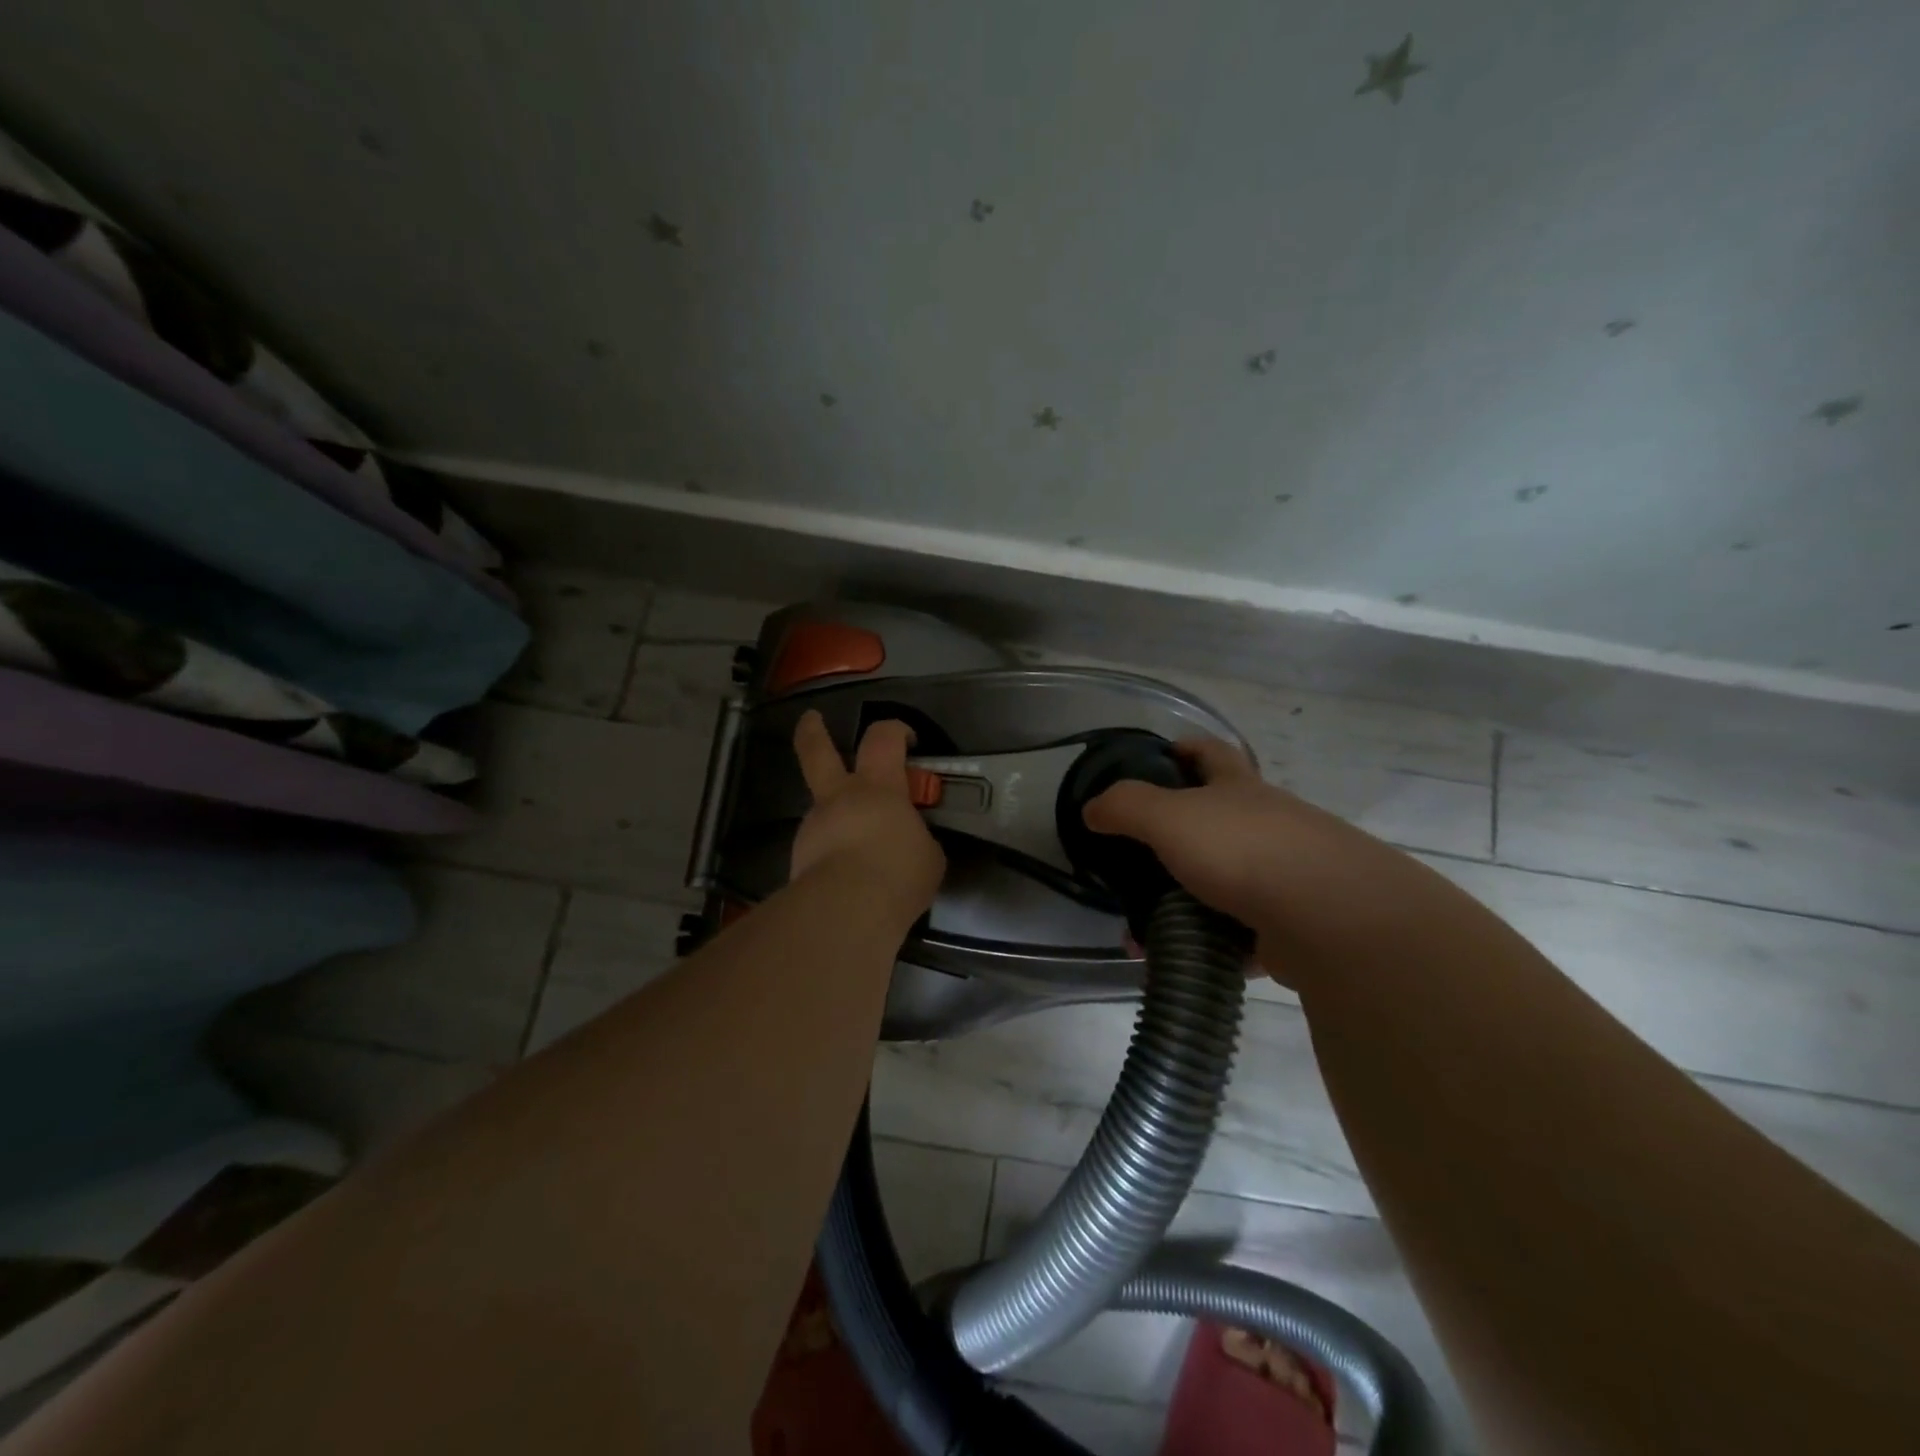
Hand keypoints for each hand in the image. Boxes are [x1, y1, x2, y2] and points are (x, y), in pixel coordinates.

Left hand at [791, 711, 944, 910]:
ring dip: (837, 819)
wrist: (848, 911)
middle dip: (813, 732)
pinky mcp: (798, 859)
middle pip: (817, 751)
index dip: (895, 729)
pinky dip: (833, 855)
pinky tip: (849, 880)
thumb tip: (909, 842)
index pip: (883, 738)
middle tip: (811, 720)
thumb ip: (917, 839)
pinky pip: (820, 848)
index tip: (906, 738)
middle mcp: (839, 797)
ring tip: (861, 852)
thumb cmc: (898, 872)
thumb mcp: (928, 855)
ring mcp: (814, 827)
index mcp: (878, 787)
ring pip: (822, 809)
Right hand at [1082, 737, 1407, 948]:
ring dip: (1189, 896)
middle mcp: (1268, 823)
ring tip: (1148, 920)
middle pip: (1221, 817)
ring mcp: (1287, 874)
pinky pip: (1241, 930)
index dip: (1185, 748)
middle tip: (1139, 855)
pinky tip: (1184, 954)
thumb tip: (1092, 808)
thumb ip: (1125, 806)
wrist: (1330, 918)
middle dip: (1181, 832)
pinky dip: (1211, 941)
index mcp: (1239, 789)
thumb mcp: (1169, 816)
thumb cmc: (1242, 850)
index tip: (1160, 757)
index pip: (1211, 753)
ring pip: (1228, 878)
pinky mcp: (1294, 923)